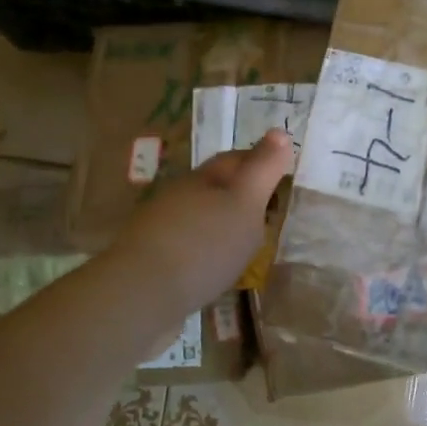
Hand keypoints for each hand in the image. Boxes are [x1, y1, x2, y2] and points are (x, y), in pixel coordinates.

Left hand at [108, 129, 296, 317]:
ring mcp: (162, 226)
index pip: (236, 158)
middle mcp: (179, 194)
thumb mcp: (245, 203)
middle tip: (271, 212)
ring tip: (247, 243)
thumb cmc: (204, 244)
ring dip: (223, 223)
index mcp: (203, 177)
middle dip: (242, 193)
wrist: (142, 294)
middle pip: (217, 185)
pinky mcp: (153, 258)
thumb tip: (280, 132)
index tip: (284, 176)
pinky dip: (207, 249)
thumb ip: (263, 169)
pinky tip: (216, 267)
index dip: (261, 162)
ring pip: (201, 215)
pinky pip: (189, 244)